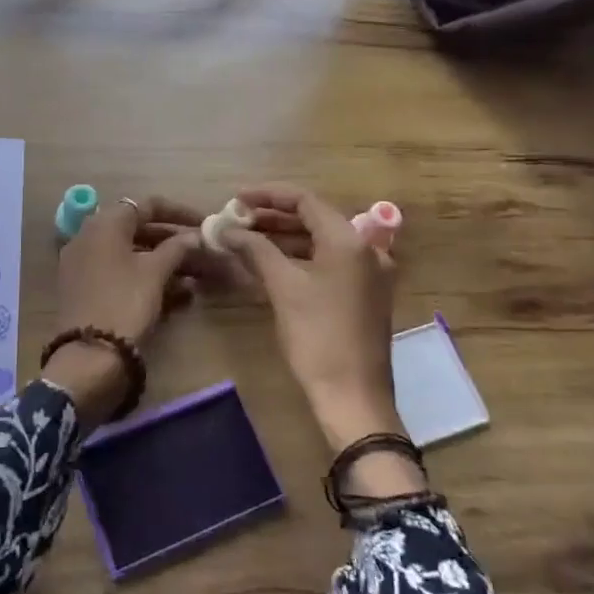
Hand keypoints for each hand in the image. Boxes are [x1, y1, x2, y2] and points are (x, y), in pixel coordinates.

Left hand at [43, 196, 204, 427]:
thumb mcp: (155, 273)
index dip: (179, 212)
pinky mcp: (86, 289)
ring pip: (131, 254)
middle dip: (174, 240)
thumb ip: (177, 248)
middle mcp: (89, 237)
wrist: (88, 356)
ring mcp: (84, 264)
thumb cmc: (124, 303)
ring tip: (198, 276)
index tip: (204, 223)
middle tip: (204, 251)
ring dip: (164, 262)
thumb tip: (194, 236)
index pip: (146, 205)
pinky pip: (121, 274)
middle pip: (138, 229)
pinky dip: (147, 278)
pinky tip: (179, 295)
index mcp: (105, 223)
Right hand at [221, 184, 410, 476]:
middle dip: (272, 218)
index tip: (235, 199)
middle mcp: (365, 248)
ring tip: (244, 239)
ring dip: (283, 239)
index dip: (267, 196)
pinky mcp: (363, 294)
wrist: (353, 397)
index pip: (305, 200)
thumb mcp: (283, 287)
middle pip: (313, 219)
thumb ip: (255, 249)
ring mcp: (368, 273)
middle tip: (236, 220)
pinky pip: (327, 263)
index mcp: (349, 240)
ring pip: (319, 242)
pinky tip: (268, 264)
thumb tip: (226, 228)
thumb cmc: (317, 336)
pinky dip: (298, 259)